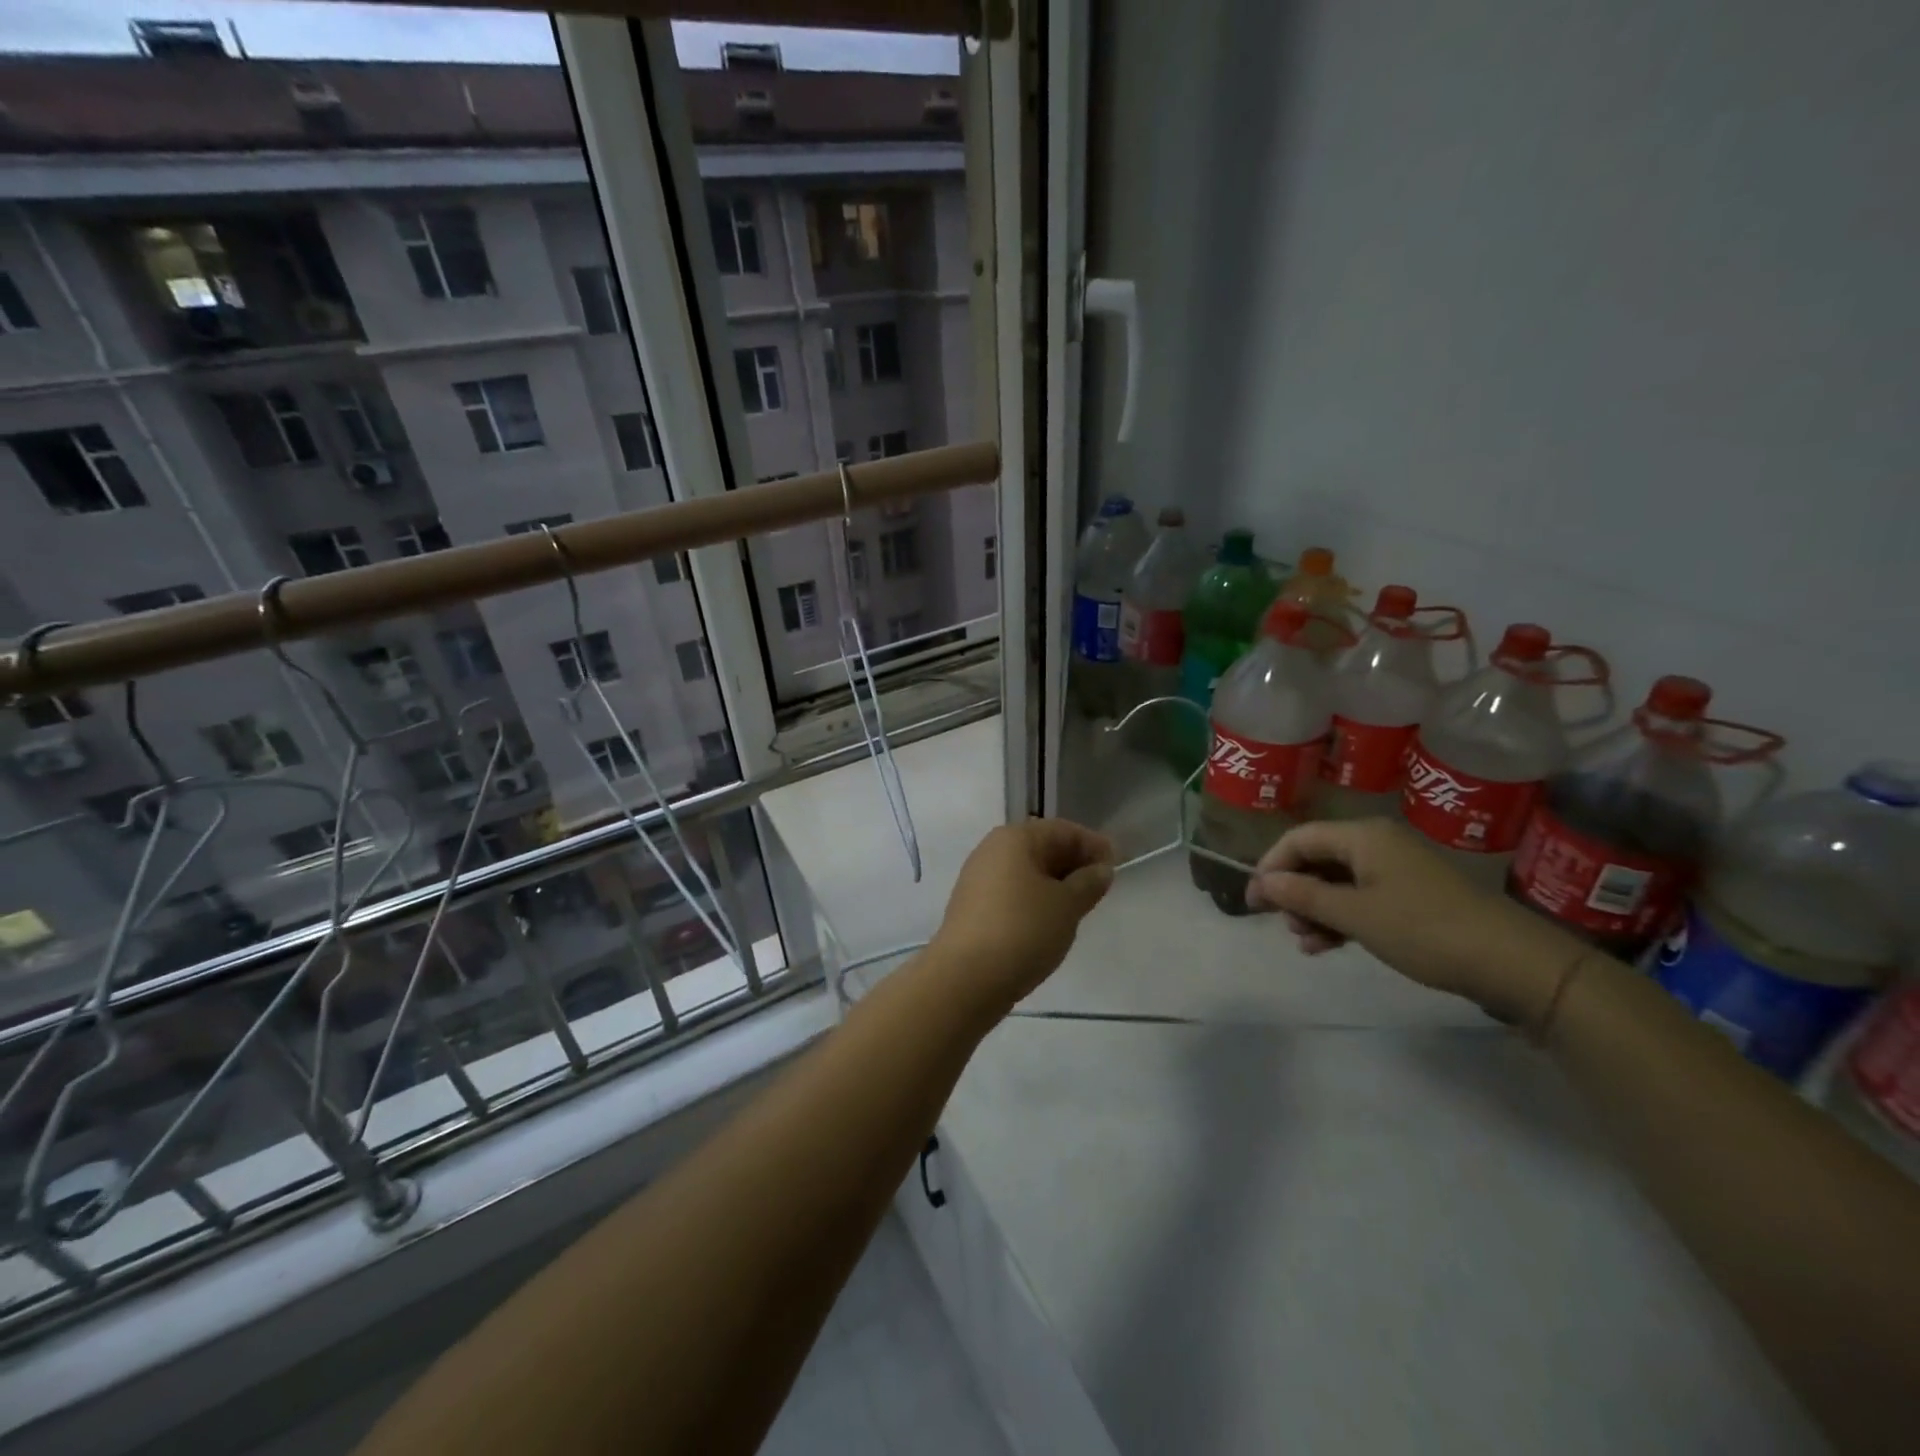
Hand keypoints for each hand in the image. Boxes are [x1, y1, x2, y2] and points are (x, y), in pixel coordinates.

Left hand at [931, 818, 1116, 1011]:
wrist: (966, 977)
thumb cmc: (1023, 930)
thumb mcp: (1067, 905)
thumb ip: (1088, 883)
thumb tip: (1100, 869)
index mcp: (1015, 838)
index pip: (1062, 830)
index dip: (1092, 844)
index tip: (1117, 864)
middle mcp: (992, 850)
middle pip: (1042, 847)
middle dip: (1073, 863)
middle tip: (1101, 887)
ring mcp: (978, 879)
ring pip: (1027, 872)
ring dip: (1055, 883)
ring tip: (1080, 906)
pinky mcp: (973, 907)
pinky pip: (1013, 893)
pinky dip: (1036, 899)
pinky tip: (1050, 921)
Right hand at [1245, 818, 1574, 1016]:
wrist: (1513, 963)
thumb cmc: (1424, 930)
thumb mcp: (1355, 915)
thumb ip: (1303, 896)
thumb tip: (1262, 883)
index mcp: (1363, 836)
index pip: (1299, 839)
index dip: (1271, 867)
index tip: (1253, 901)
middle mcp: (1378, 843)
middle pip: (1318, 859)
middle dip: (1294, 892)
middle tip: (1283, 925)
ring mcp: (1398, 870)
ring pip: (1338, 882)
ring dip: (1316, 910)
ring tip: (1307, 942)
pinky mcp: (1413, 895)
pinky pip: (1361, 898)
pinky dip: (1341, 918)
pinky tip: (1329, 946)